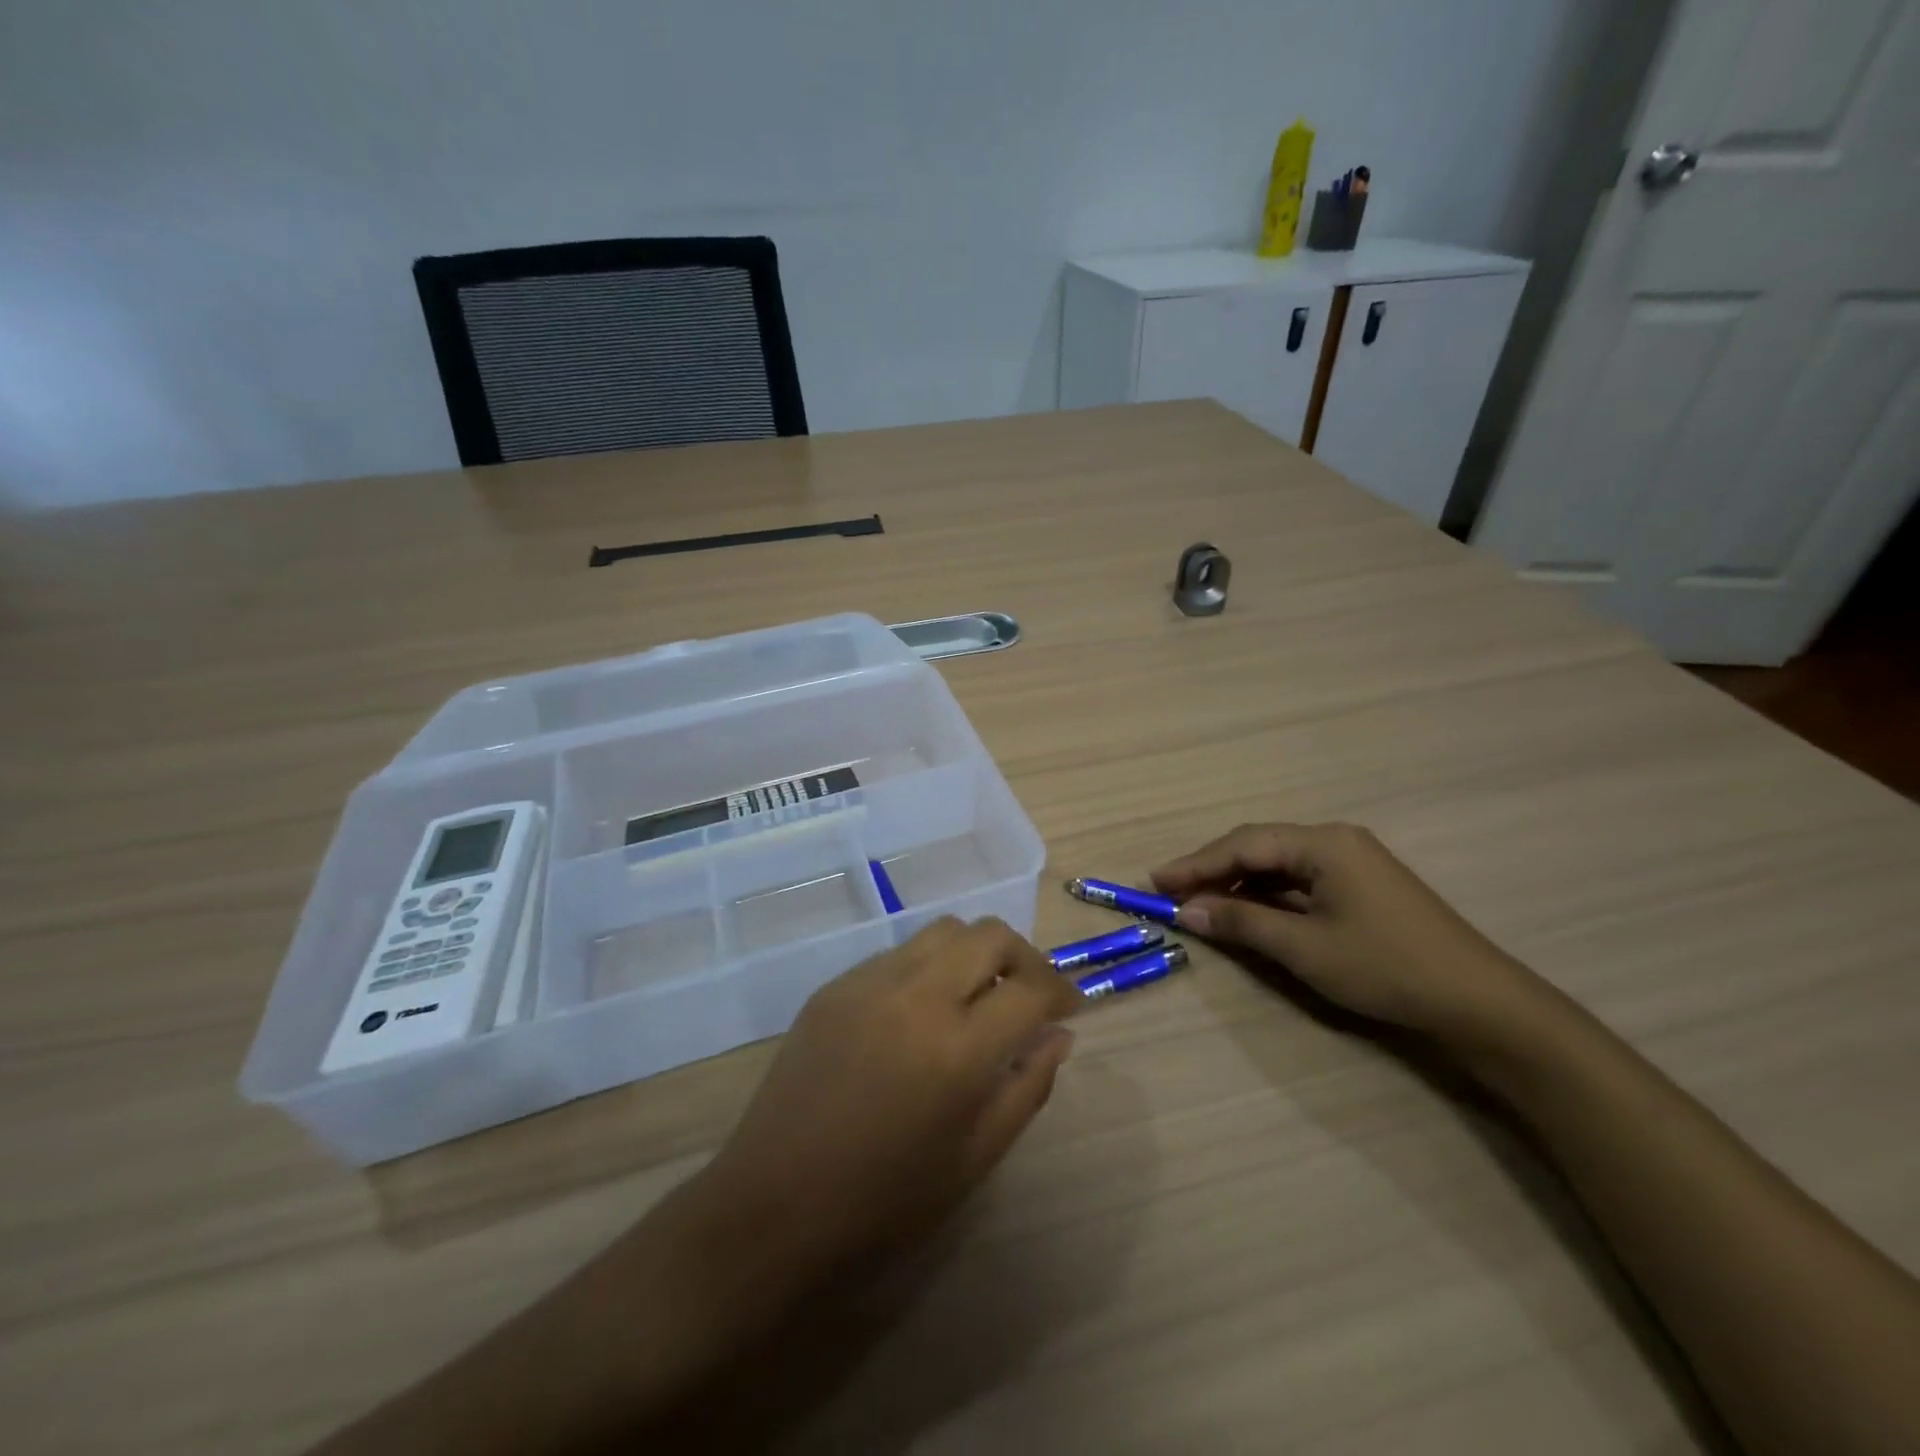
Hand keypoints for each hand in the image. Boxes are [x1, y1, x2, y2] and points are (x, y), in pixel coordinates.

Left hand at [699, 917, 1079, 1281]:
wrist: (772, 1206)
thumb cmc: (884, 1202)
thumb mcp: (974, 1159)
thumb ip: (1027, 1088)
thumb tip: (1059, 1035)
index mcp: (957, 1050)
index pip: (1031, 988)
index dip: (1062, 992)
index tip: (1069, 1009)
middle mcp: (916, 996)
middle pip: (990, 935)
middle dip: (1024, 957)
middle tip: (1031, 995)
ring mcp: (869, 983)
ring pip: (944, 930)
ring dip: (976, 952)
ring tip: (978, 995)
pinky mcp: (834, 985)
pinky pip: (899, 952)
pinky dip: (930, 965)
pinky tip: (923, 1009)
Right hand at [1152, 822, 1544, 1044]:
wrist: (1479, 1002)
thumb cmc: (1385, 967)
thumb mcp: (1304, 947)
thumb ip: (1242, 923)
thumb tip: (1188, 910)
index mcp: (1323, 843)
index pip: (1243, 845)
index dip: (1195, 864)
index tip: (1155, 881)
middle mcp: (1335, 841)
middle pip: (1258, 848)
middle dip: (1212, 870)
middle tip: (1171, 892)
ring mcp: (1352, 863)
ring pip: (1278, 865)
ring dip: (1238, 884)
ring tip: (1200, 904)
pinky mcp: (1362, 887)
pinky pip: (1300, 881)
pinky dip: (1267, 896)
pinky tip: (1247, 912)